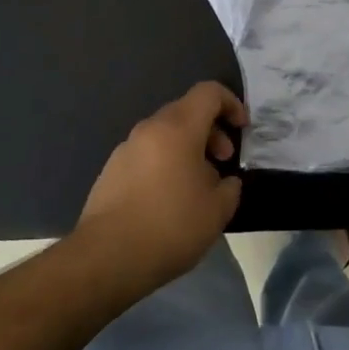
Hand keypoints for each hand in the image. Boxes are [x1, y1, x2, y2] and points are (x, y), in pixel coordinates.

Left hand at [76, 82, 246, 289]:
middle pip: (186, 111)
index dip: (231, 103)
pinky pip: (147, 154)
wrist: (106, 258)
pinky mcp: (111, 171)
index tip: (242, 129)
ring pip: (165, 134)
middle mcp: (149, 129)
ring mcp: (126, 149)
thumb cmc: (170, 226)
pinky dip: (166, 163)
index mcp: (178, 128)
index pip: (208, 92)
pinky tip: (170, 200)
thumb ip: (230, 187)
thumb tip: (225, 181)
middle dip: (211, 130)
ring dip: (188, 149)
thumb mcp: (217, 210)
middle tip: (223, 160)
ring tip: (198, 186)